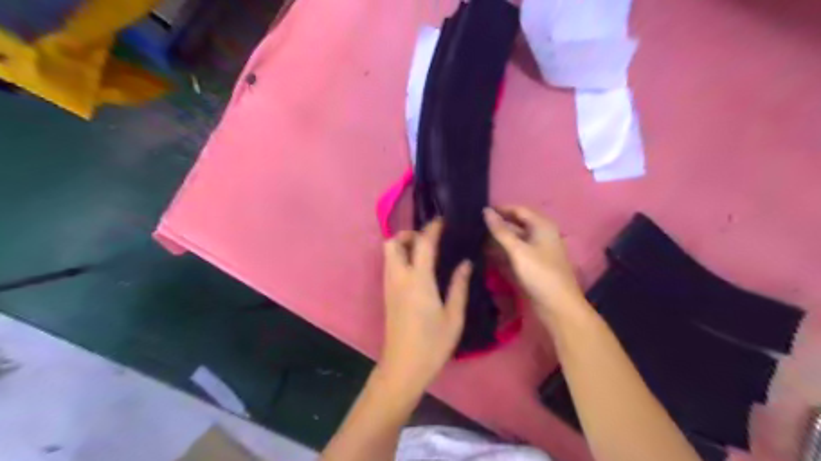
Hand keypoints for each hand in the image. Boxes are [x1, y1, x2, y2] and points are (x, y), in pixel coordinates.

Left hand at [380, 217, 470, 396]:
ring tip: (425, 252)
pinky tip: (418, 269)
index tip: (443, 220)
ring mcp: (389, 285)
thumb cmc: (432, 344)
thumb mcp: (453, 316)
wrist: (403, 367)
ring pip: (388, 253)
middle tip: (429, 240)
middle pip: (393, 242)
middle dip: (409, 234)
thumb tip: (465, 262)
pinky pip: (389, 265)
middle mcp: (399, 277)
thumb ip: (458, 286)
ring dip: (403, 245)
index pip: (422, 243)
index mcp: (418, 280)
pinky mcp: (387, 294)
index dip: (432, 228)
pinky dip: (400, 258)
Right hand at [483, 205, 586, 320]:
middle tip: (474, 225)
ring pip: (513, 239)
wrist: (558, 306)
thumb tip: (485, 211)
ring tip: (475, 238)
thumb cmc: (540, 274)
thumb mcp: (518, 250)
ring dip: (497, 239)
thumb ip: (500, 231)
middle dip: (497, 225)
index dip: (500, 209)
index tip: (478, 211)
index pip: (518, 210)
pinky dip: (501, 251)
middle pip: (515, 224)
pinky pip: (514, 252)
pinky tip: (485, 253)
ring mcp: (536, 250)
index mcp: (542, 225)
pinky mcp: (531, 264)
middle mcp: (540, 234)